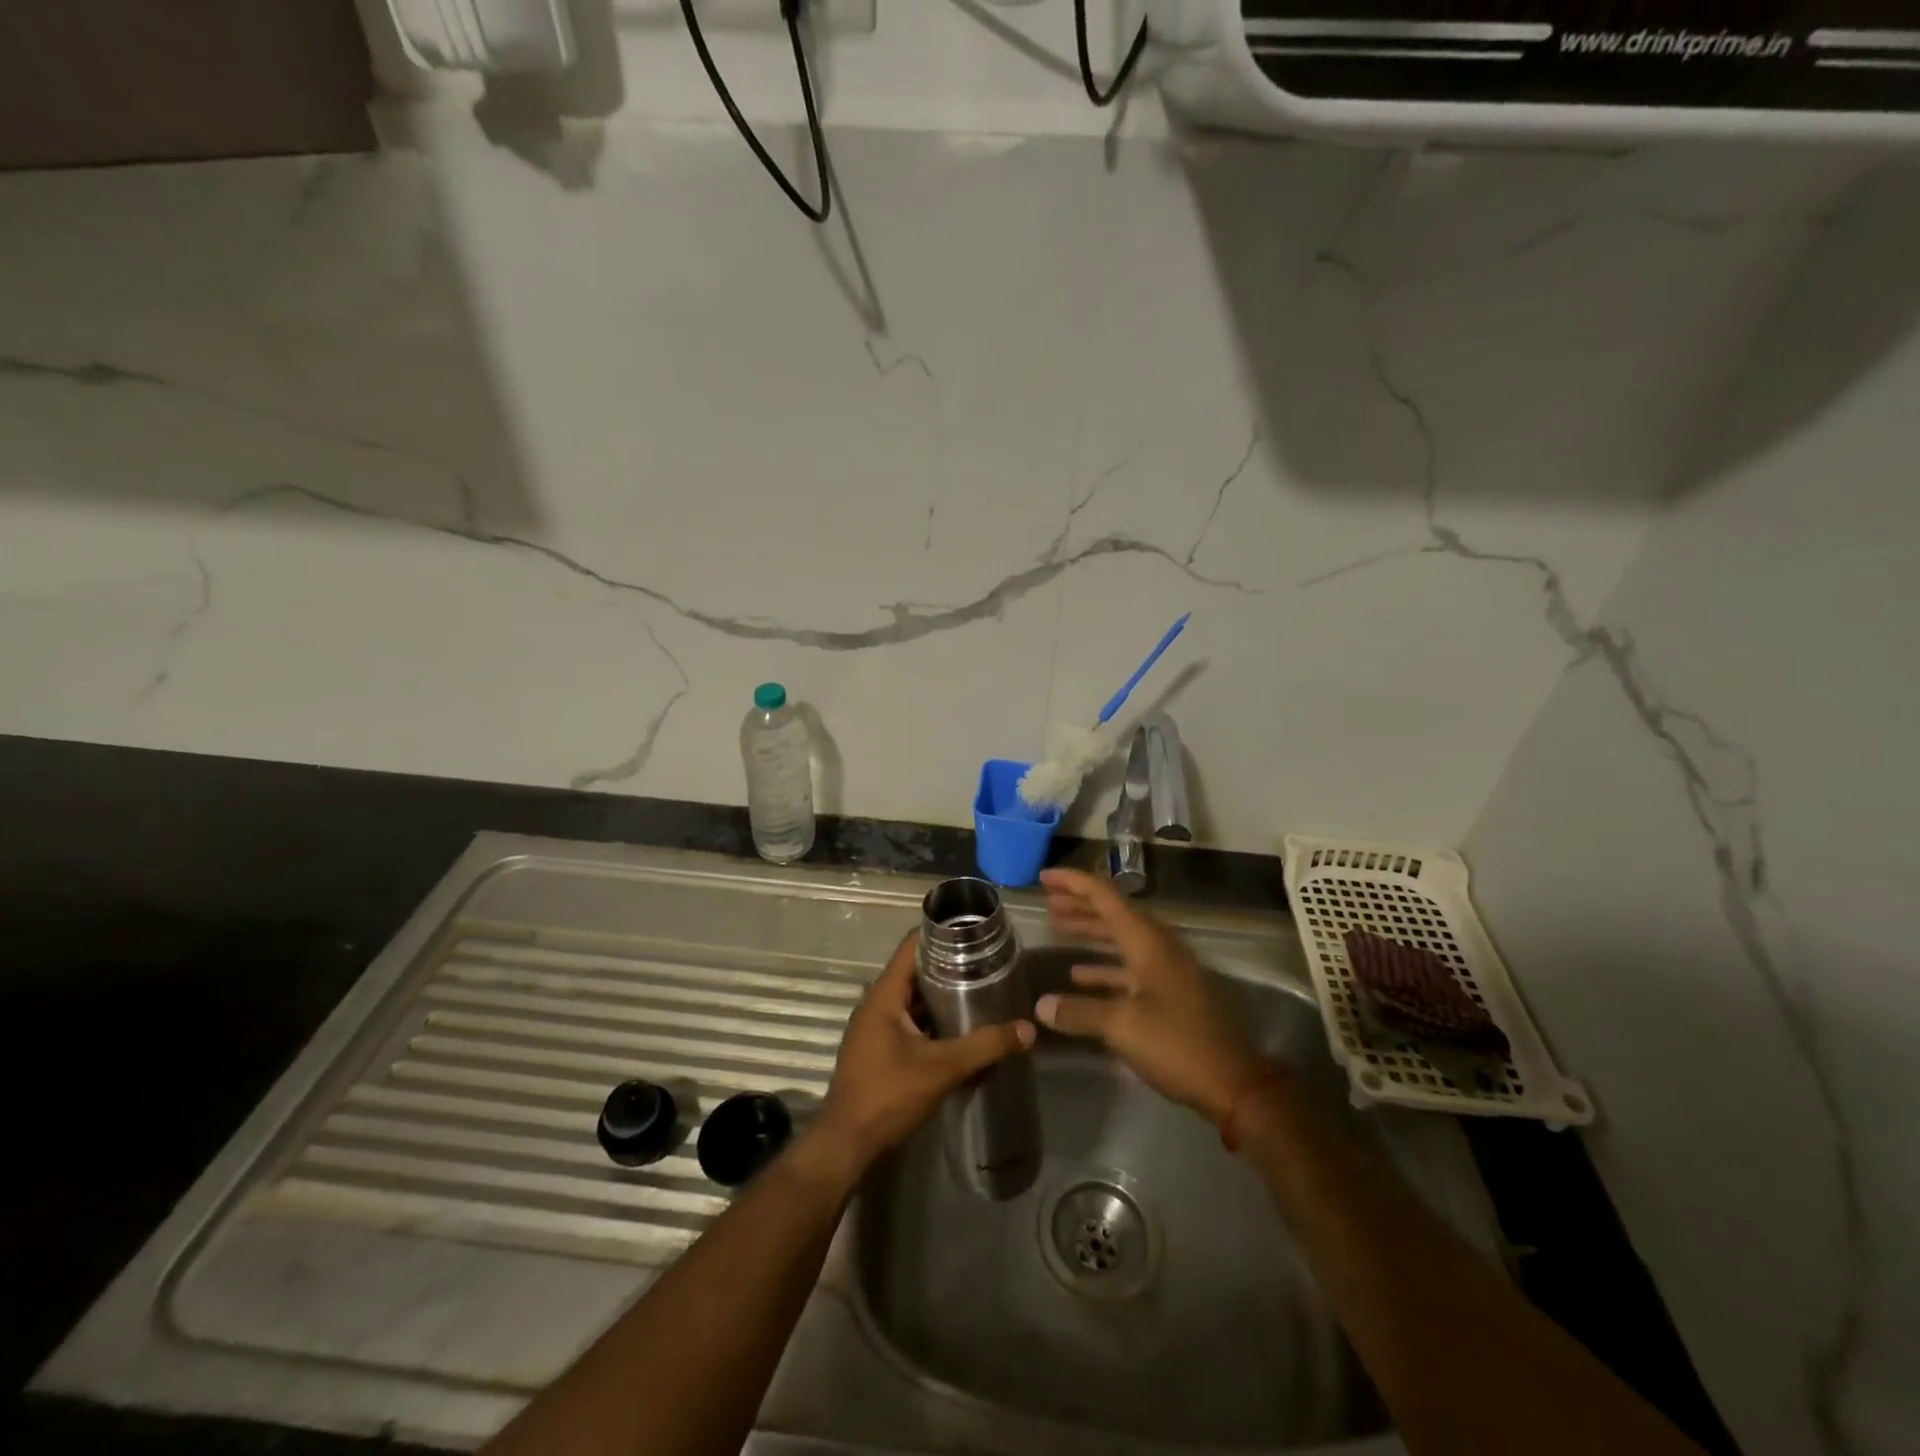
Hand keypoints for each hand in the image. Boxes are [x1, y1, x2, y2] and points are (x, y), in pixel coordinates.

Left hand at [816, 929, 1034, 1170]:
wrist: (847, 1143)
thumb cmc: (888, 1094)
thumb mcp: (942, 1068)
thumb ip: (985, 1046)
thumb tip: (1027, 1029)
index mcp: (884, 994)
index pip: (912, 946)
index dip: (941, 933)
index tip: (973, 931)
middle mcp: (876, 1003)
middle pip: (914, 971)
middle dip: (948, 966)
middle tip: (986, 963)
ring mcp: (874, 1028)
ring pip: (912, 999)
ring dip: (940, 995)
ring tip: (979, 990)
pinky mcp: (877, 1049)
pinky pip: (908, 1021)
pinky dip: (931, 1019)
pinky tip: (958, 1027)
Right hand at [1036, 867, 1262, 1124]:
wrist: (1232, 1083)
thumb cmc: (1176, 1044)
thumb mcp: (1122, 1026)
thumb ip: (1079, 1011)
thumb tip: (1041, 1005)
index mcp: (1147, 942)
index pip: (1105, 897)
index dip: (1074, 883)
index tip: (1044, 877)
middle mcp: (1157, 946)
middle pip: (1113, 914)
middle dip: (1079, 904)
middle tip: (1047, 900)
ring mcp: (1166, 969)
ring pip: (1121, 939)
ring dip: (1090, 932)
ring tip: (1057, 927)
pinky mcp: (1169, 992)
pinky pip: (1129, 966)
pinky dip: (1104, 965)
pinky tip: (1079, 976)